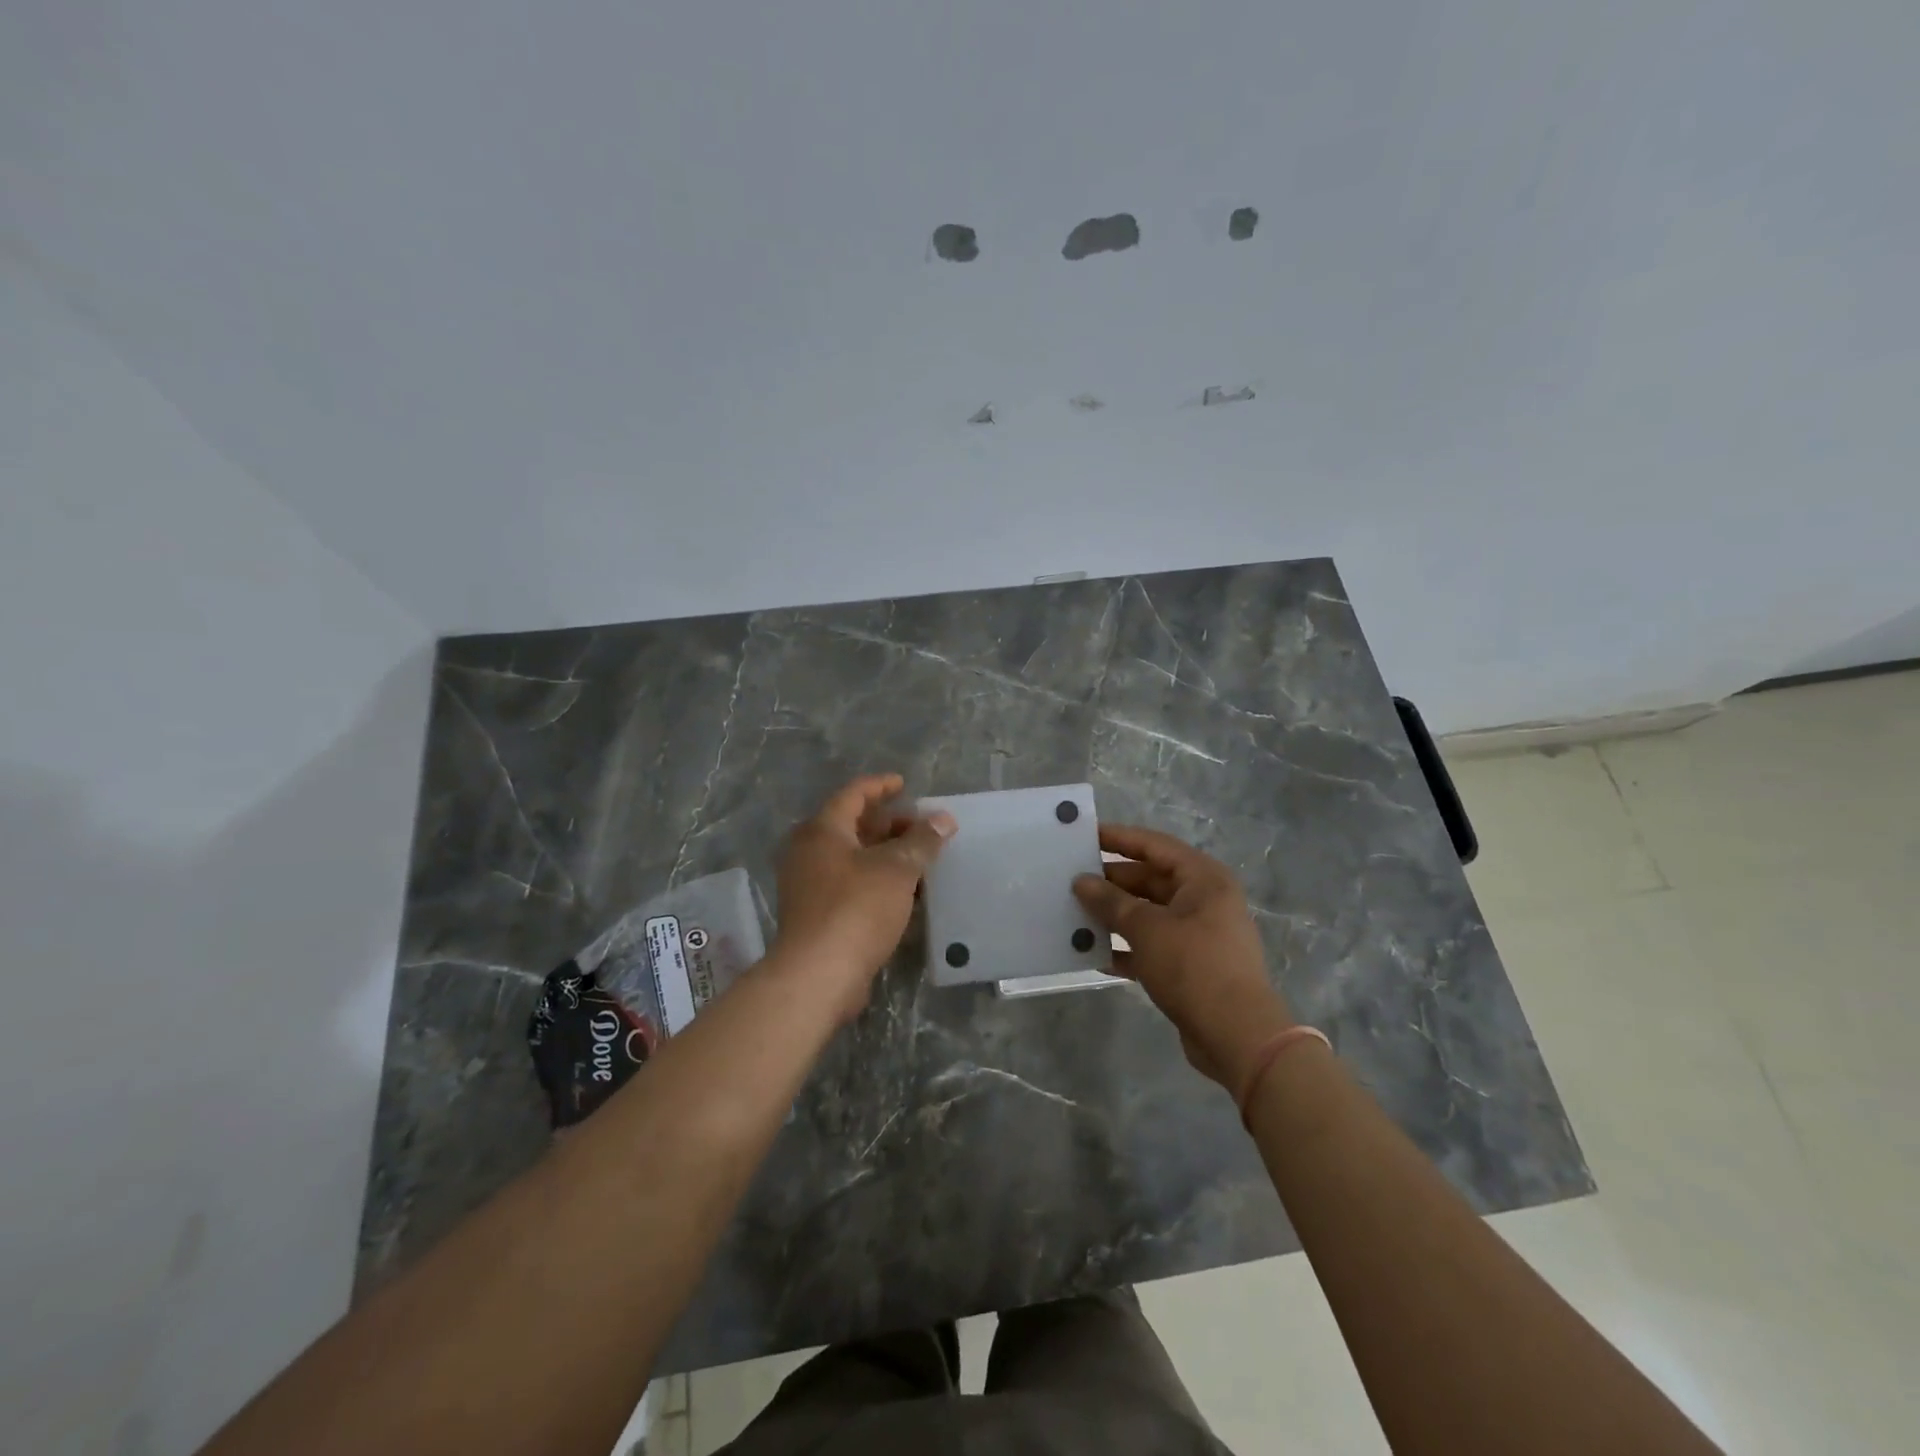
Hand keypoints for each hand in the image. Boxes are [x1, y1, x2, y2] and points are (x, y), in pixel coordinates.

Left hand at [771, 774, 955, 1024]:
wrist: (818, 974)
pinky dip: (877, 880)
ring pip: (854, 857)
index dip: (881, 786)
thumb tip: (944, 819)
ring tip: (921, 860)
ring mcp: (810, 884)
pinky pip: (851, 884)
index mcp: (823, 830)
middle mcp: (810, 851)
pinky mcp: (817, 913)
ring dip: (886, 855)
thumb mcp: (897, 868)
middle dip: (890, 825)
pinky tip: (905, 893)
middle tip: (922, 828)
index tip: (905, 785)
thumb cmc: (856, 908)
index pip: (854, 794)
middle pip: (853, 825)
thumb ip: (922, 840)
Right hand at [1073, 825, 1294, 1092]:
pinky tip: (1092, 953)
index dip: (1118, 838)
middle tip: (1069, 880)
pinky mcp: (1191, 965)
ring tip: (1073, 914)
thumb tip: (1081, 881)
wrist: (1238, 1036)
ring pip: (1148, 914)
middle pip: (1150, 880)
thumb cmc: (1194, 967)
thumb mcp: (1147, 929)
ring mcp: (1199, 934)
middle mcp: (1204, 900)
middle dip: (1111, 882)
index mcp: (1203, 879)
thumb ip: (1111, 902)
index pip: (1154, 845)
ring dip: (1114, 916)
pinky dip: (1125, 947)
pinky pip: (1151, 945)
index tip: (1083, 835)